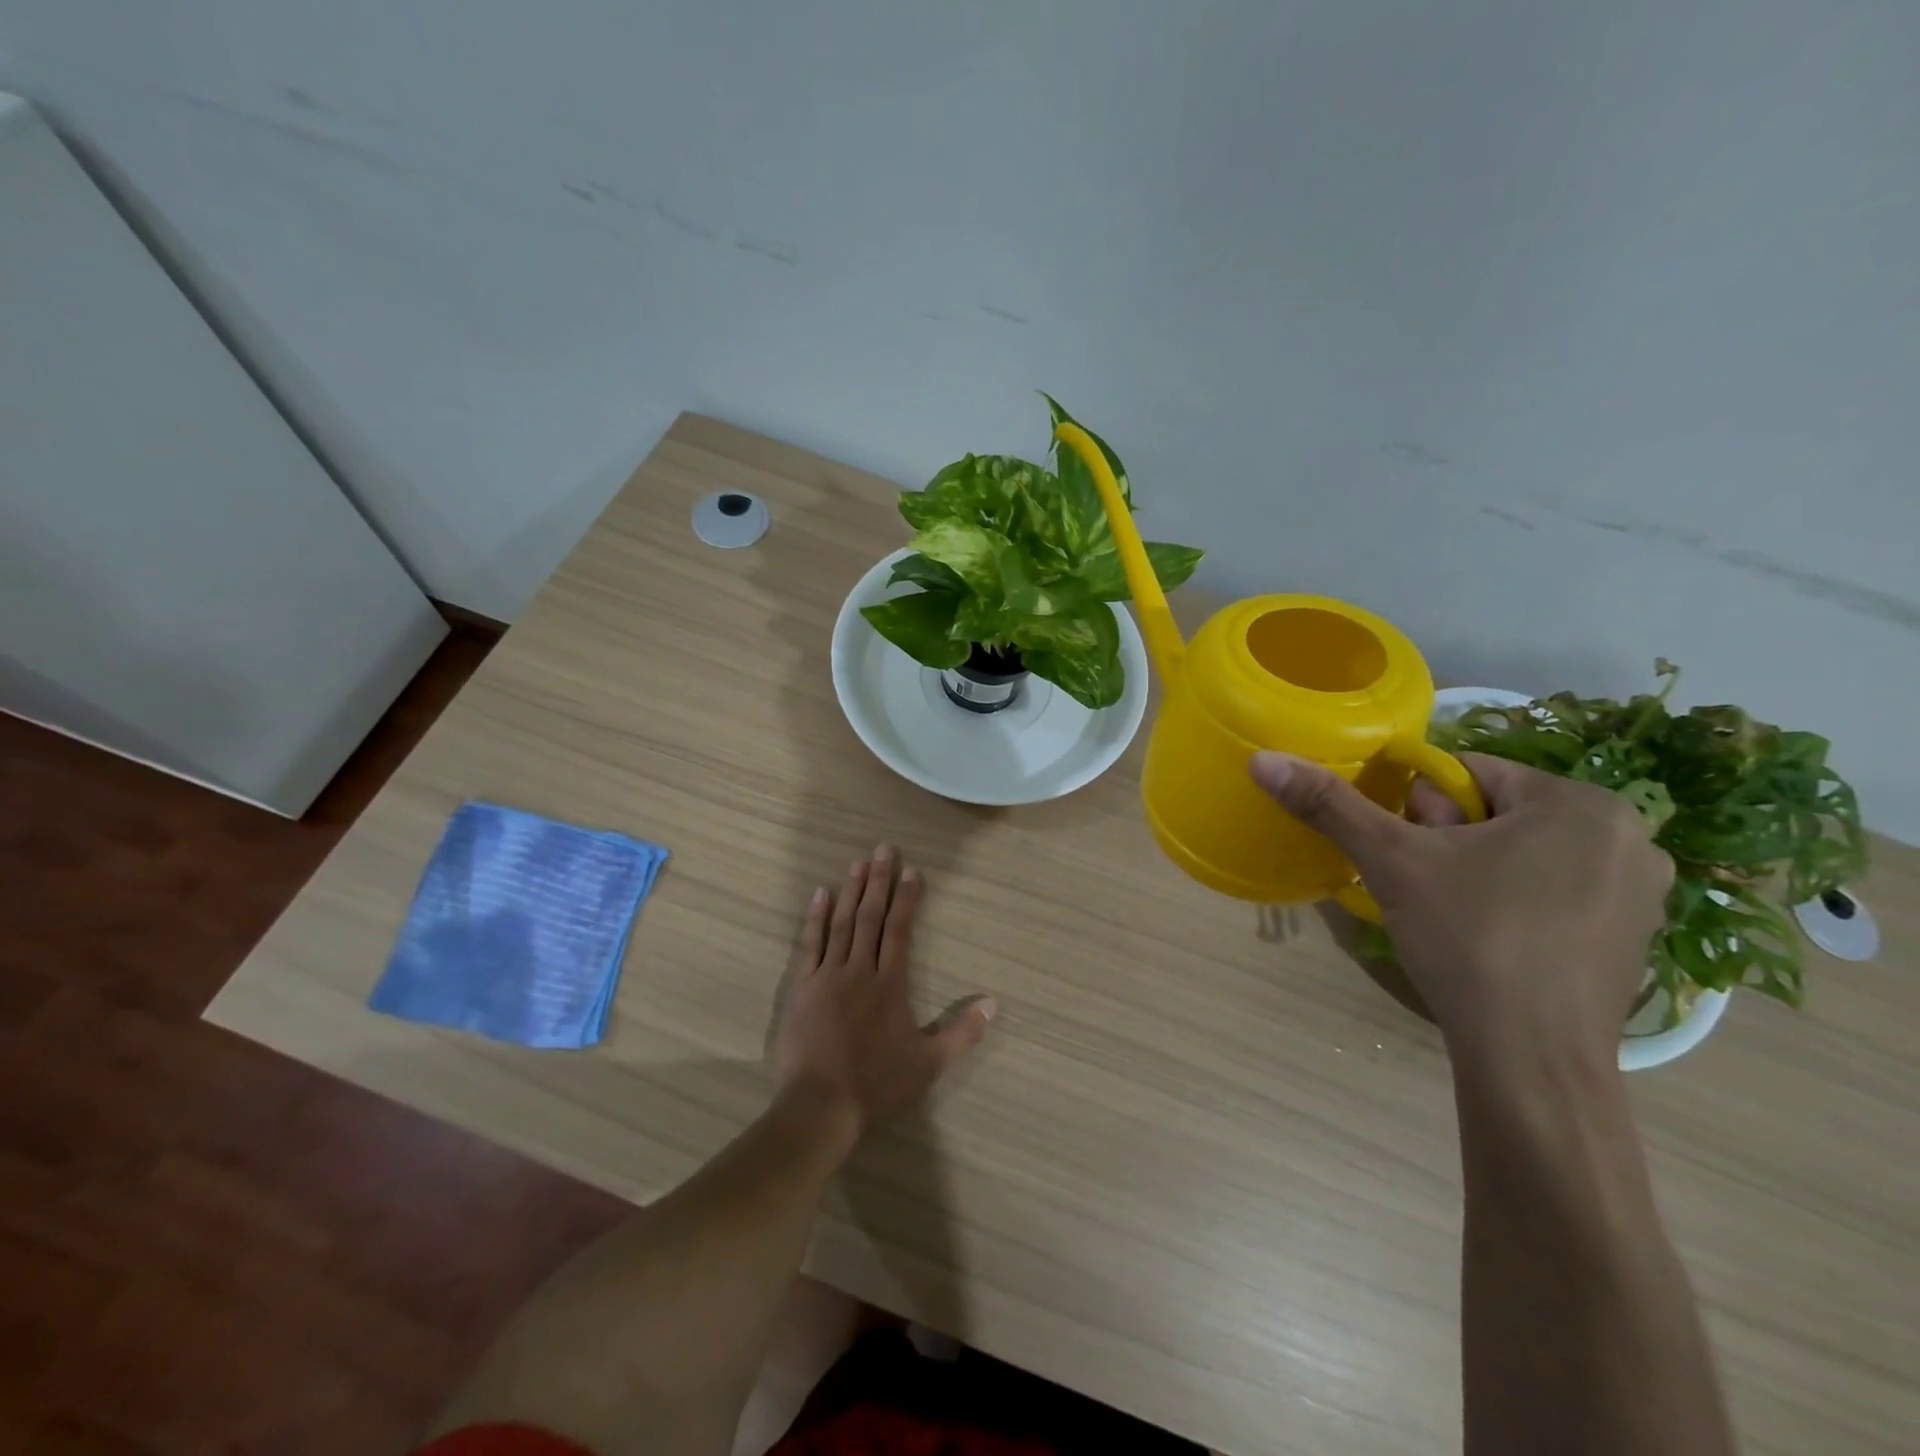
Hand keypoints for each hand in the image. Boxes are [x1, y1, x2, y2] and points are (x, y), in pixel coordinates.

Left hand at [772, 844, 995, 1137]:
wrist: (820, 1106)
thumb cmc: (877, 1084)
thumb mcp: (929, 1064)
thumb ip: (963, 1033)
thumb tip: (995, 1003)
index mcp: (891, 984)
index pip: (901, 930)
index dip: (907, 898)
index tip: (912, 870)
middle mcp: (860, 970)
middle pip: (872, 917)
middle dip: (880, 881)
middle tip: (884, 848)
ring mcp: (828, 976)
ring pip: (842, 923)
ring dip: (851, 890)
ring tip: (858, 861)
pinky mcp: (802, 986)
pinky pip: (810, 944)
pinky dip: (815, 917)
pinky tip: (821, 894)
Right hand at [1251, 752, 1672, 1074]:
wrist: (1532, 1061)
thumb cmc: (1470, 939)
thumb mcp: (1390, 861)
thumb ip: (1329, 804)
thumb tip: (1263, 759)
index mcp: (1581, 802)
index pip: (1468, 774)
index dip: (1418, 810)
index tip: (1408, 854)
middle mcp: (1627, 837)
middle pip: (1497, 812)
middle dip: (1449, 842)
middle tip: (1430, 889)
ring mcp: (1641, 893)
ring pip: (1523, 854)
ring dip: (1477, 872)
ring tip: (1454, 919)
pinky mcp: (1634, 939)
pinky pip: (1553, 893)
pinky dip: (1514, 904)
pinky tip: (1490, 943)